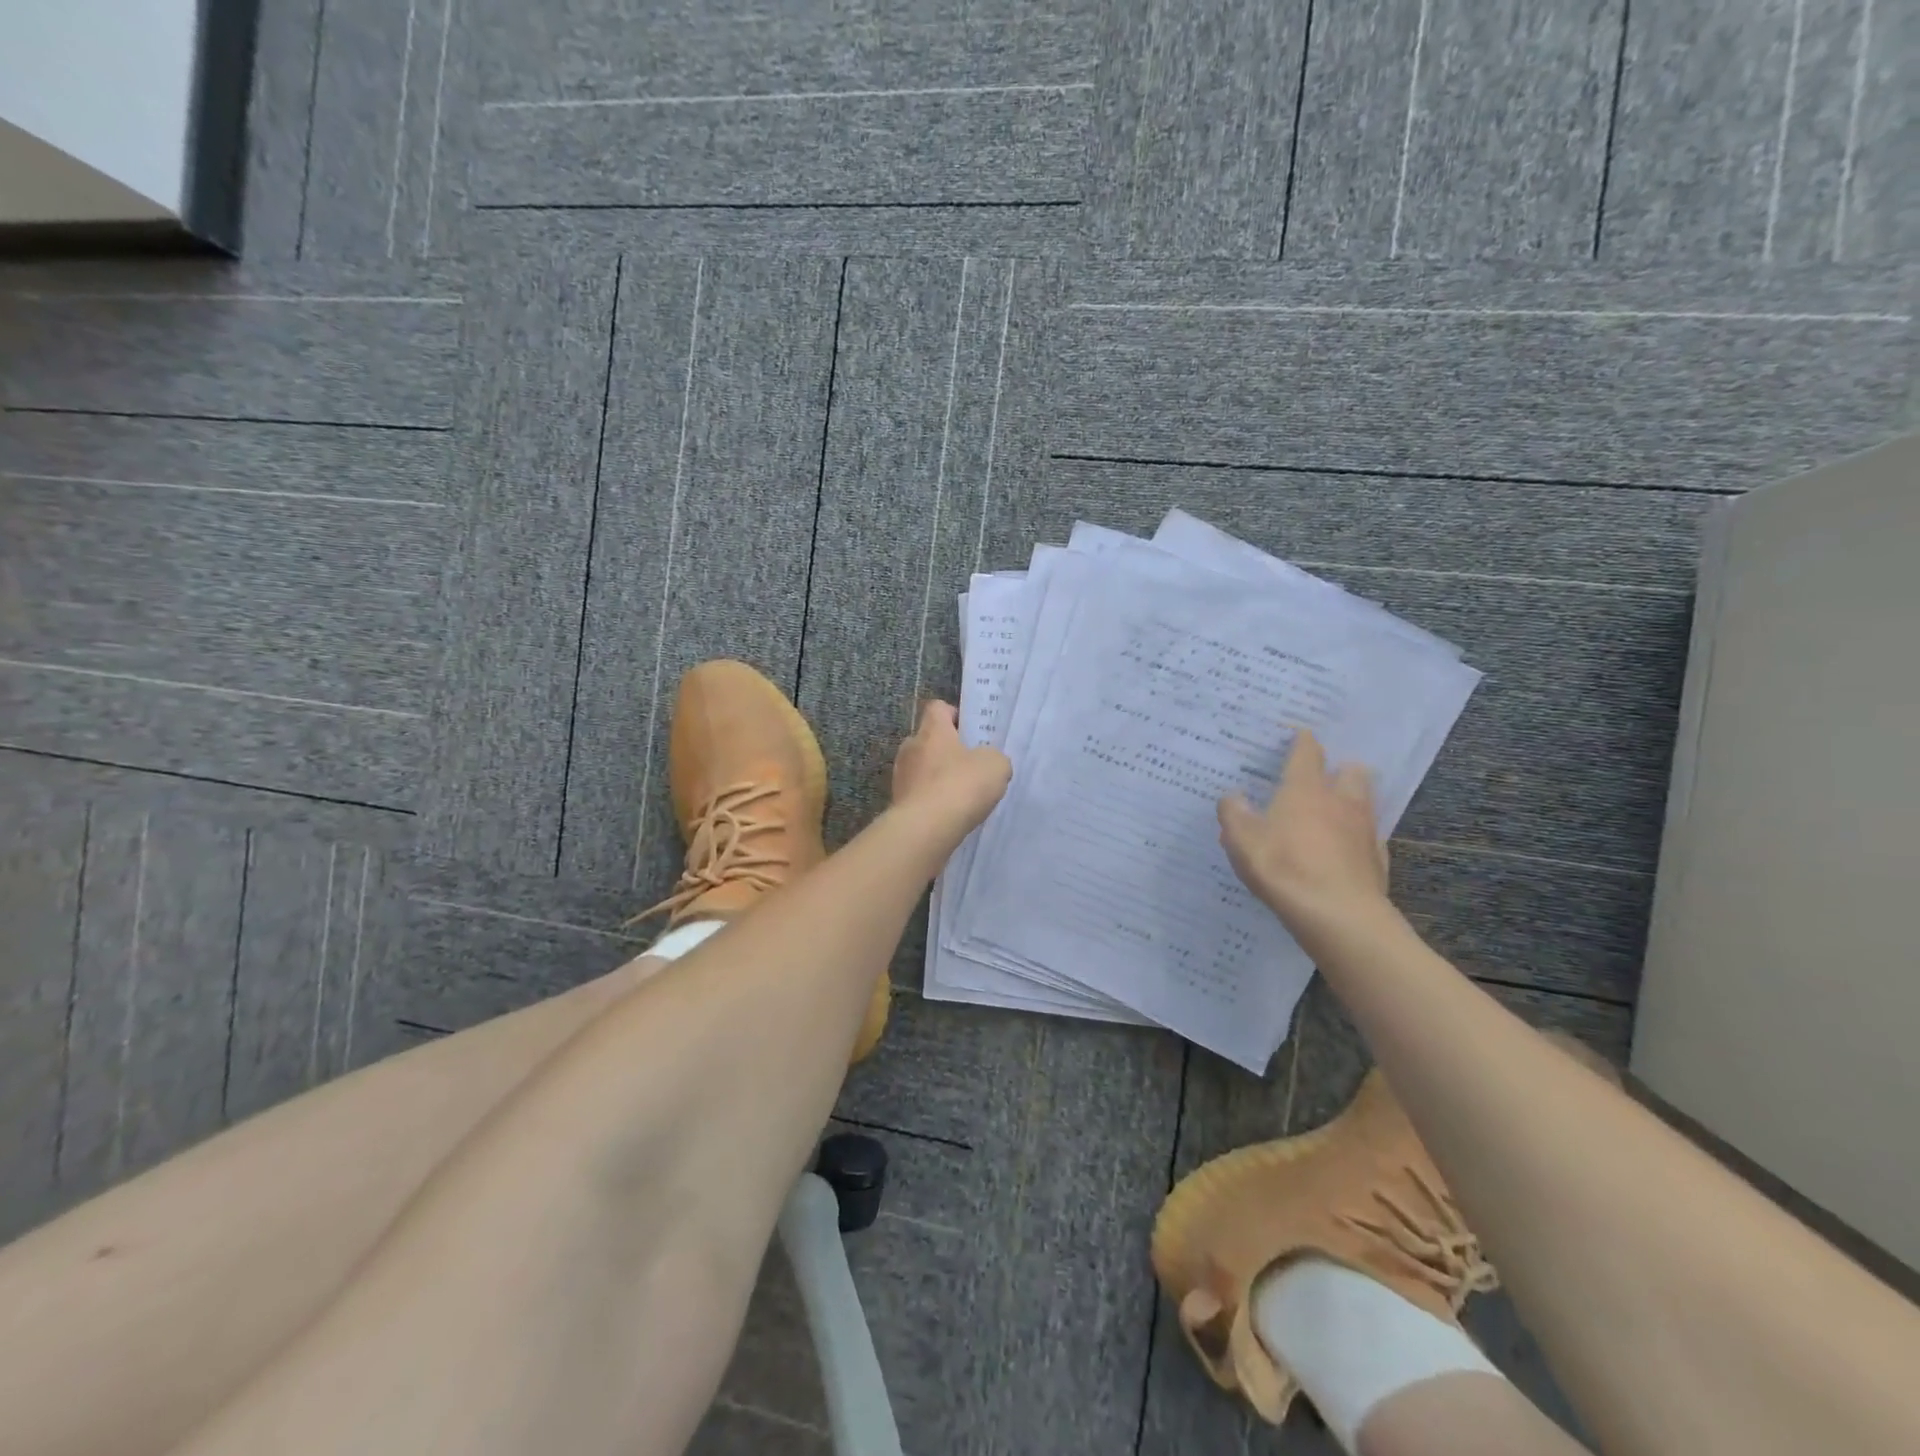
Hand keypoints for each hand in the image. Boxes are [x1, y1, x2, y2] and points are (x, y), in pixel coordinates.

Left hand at [891, 701, 1011, 837]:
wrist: (926, 829)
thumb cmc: (960, 786)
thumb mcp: (995, 766)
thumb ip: (993, 758)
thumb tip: (987, 762)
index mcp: (932, 730)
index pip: (937, 708)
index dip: (953, 714)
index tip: (969, 730)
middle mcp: (910, 747)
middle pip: (927, 740)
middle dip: (946, 749)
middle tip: (969, 764)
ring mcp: (900, 776)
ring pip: (921, 768)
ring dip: (937, 776)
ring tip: (960, 793)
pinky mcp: (898, 803)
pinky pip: (918, 794)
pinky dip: (931, 800)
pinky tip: (948, 813)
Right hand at [1218, 729, 1391, 937]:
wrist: (1338, 915)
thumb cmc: (1284, 867)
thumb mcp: (1241, 840)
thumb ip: (1234, 814)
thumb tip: (1232, 797)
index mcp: (1305, 789)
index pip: (1308, 753)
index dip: (1302, 741)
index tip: (1298, 734)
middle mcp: (1340, 801)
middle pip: (1351, 772)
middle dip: (1340, 769)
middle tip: (1323, 777)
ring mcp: (1364, 830)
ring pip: (1365, 802)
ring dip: (1352, 801)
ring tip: (1334, 812)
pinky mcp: (1378, 859)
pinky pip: (1369, 838)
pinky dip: (1357, 837)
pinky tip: (1344, 850)